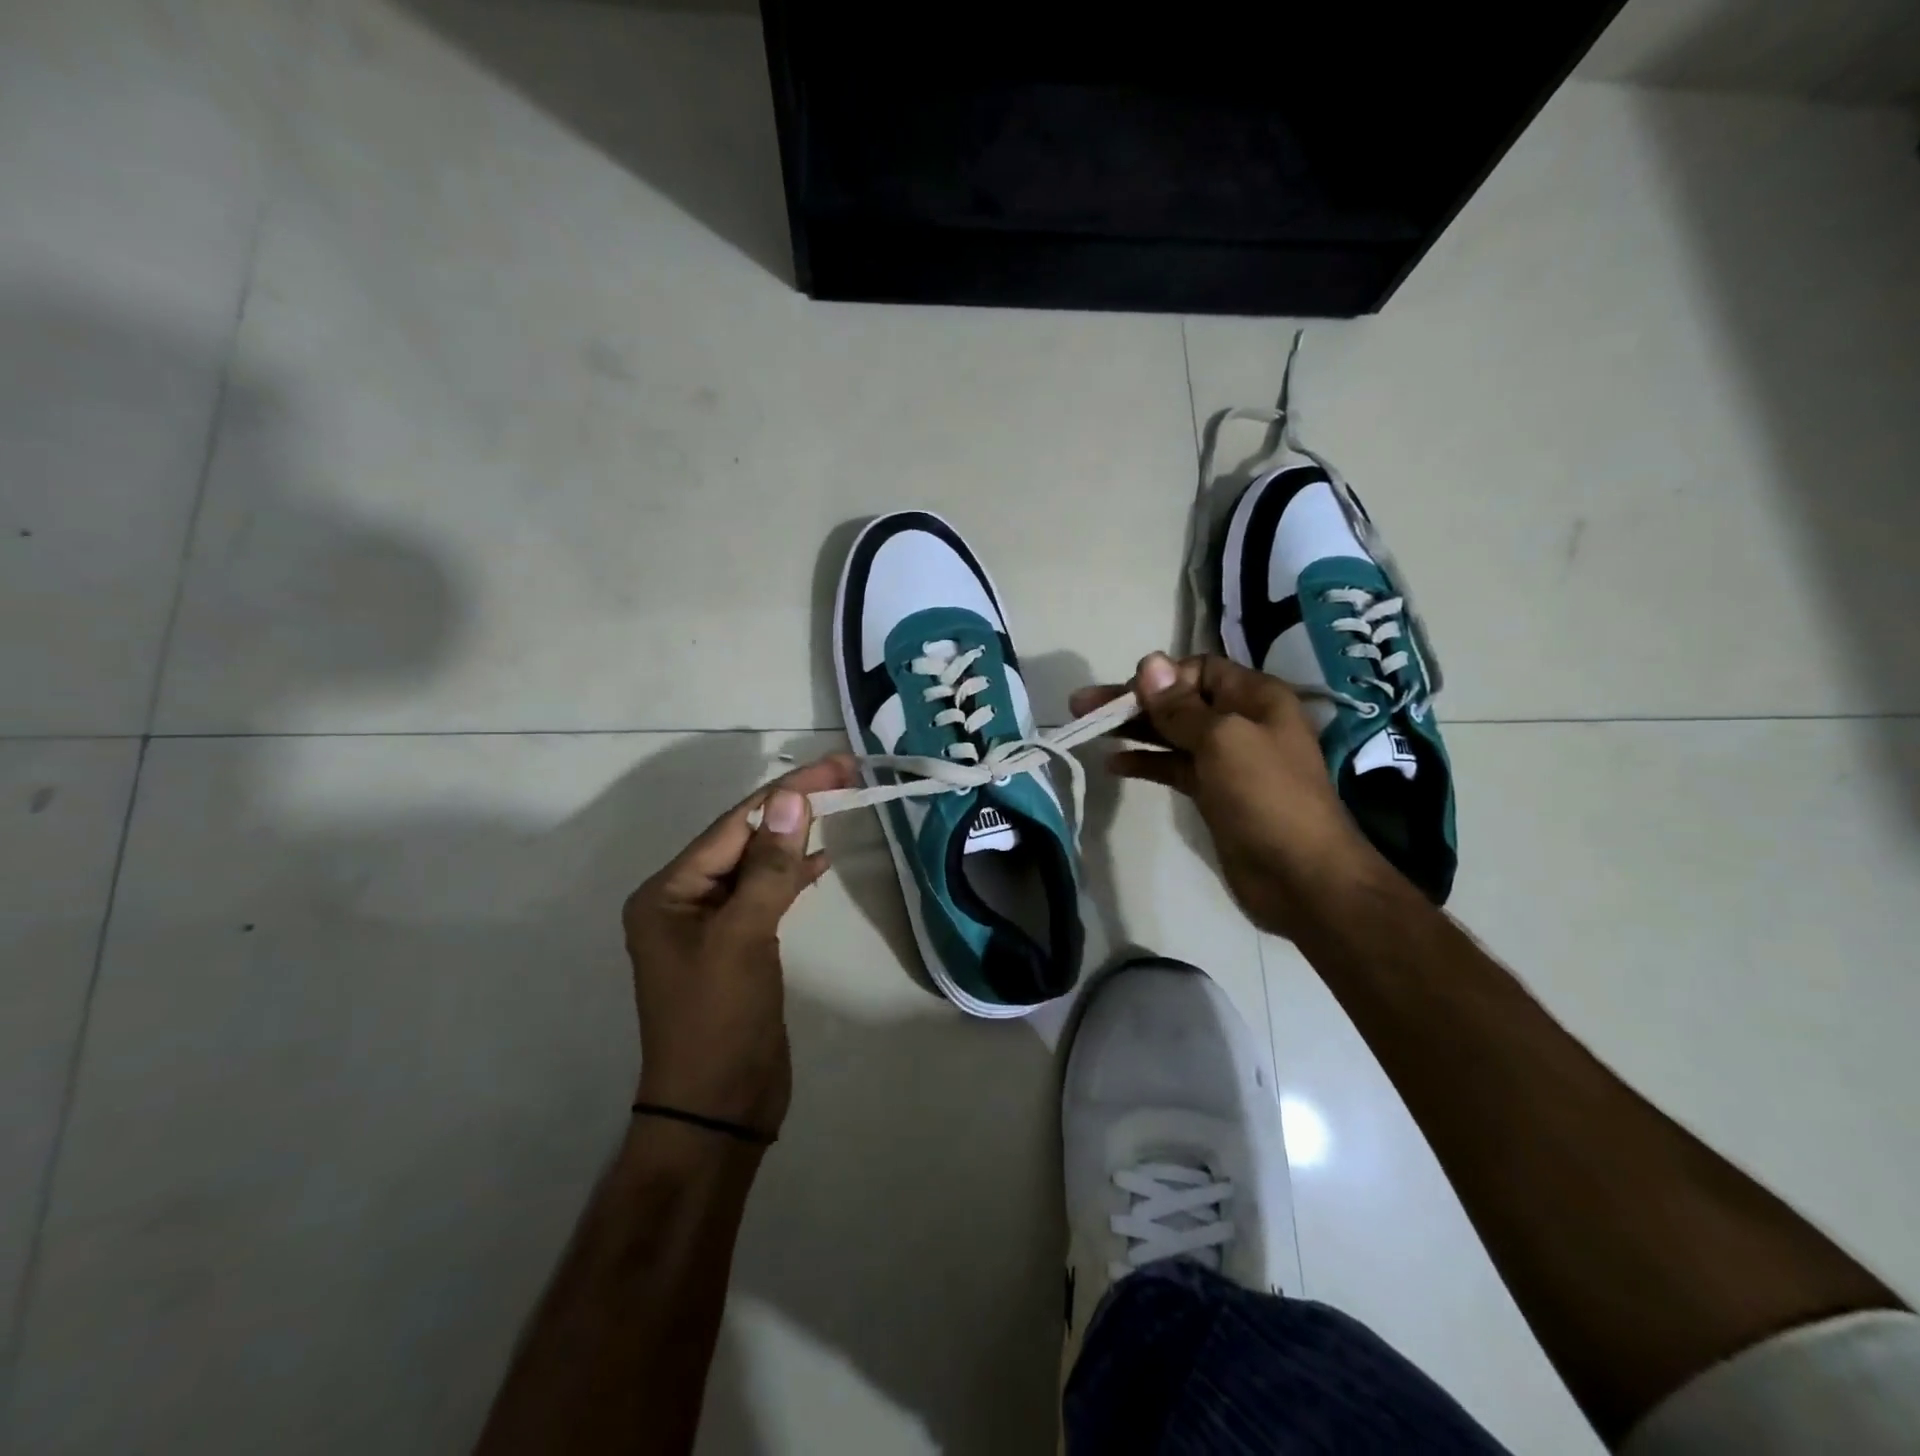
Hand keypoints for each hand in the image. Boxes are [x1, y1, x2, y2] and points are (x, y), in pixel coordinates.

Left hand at [622, 755, 855, 1139]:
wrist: (718, 1109)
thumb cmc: (719, 1020)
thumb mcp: (743, 937)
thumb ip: (768, 867)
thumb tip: (790, 798)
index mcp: (668, 892)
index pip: (733, 826)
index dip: (785, 793)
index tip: (833, 768)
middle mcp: (684, 901)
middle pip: (745, 840)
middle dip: (792, 810)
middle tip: (845, 778)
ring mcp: (713, 925)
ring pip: (758, 866)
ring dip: (795, 839)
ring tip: (840, 806)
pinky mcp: (740, 945)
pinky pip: (767, 895)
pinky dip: (794, 875)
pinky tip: (822, 860)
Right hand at [1070, 653, 1383, 938]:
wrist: (1301, 876)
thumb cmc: (1266, 797)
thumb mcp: (1223, 740)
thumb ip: (1180, 706)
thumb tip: (1149, 661)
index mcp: (1255, 698)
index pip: (1199, 669)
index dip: (1161, 677)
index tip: (1125, 695)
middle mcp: (1241, 721)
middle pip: (1178, 700)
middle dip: (1133, 701)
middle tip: (1082, 705)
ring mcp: (1227, 759)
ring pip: (1171, 734)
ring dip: (1133, 730)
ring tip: (1087, 728)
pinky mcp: (1213, 792)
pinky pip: (1173, 766)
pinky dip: (1145, 762)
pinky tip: (1113, 764)